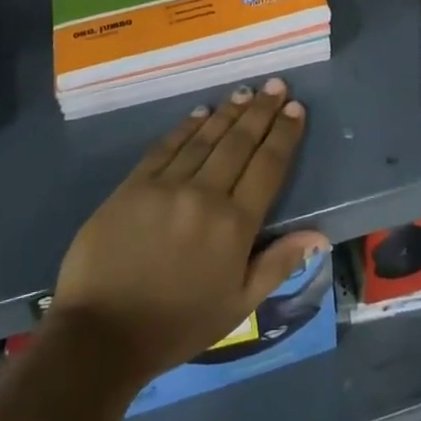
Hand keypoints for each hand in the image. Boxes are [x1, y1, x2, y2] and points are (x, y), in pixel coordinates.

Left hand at [51, 78, 326, 385]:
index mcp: (234, 226)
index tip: (296, 108)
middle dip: (261, 111)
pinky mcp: (133, 185)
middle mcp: (205, 196)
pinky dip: (186, 127)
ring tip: (246, 91)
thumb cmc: (176, 325)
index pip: (268, 167)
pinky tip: (200, 112)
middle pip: (239, 143)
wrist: (101, 335)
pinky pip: (166, 147)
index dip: (284, 135)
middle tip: (276, 85)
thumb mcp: (237, 306)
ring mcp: (166, 186)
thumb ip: (277, 264)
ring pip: (205, 138)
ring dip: (228, 112)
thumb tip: (319, 235)